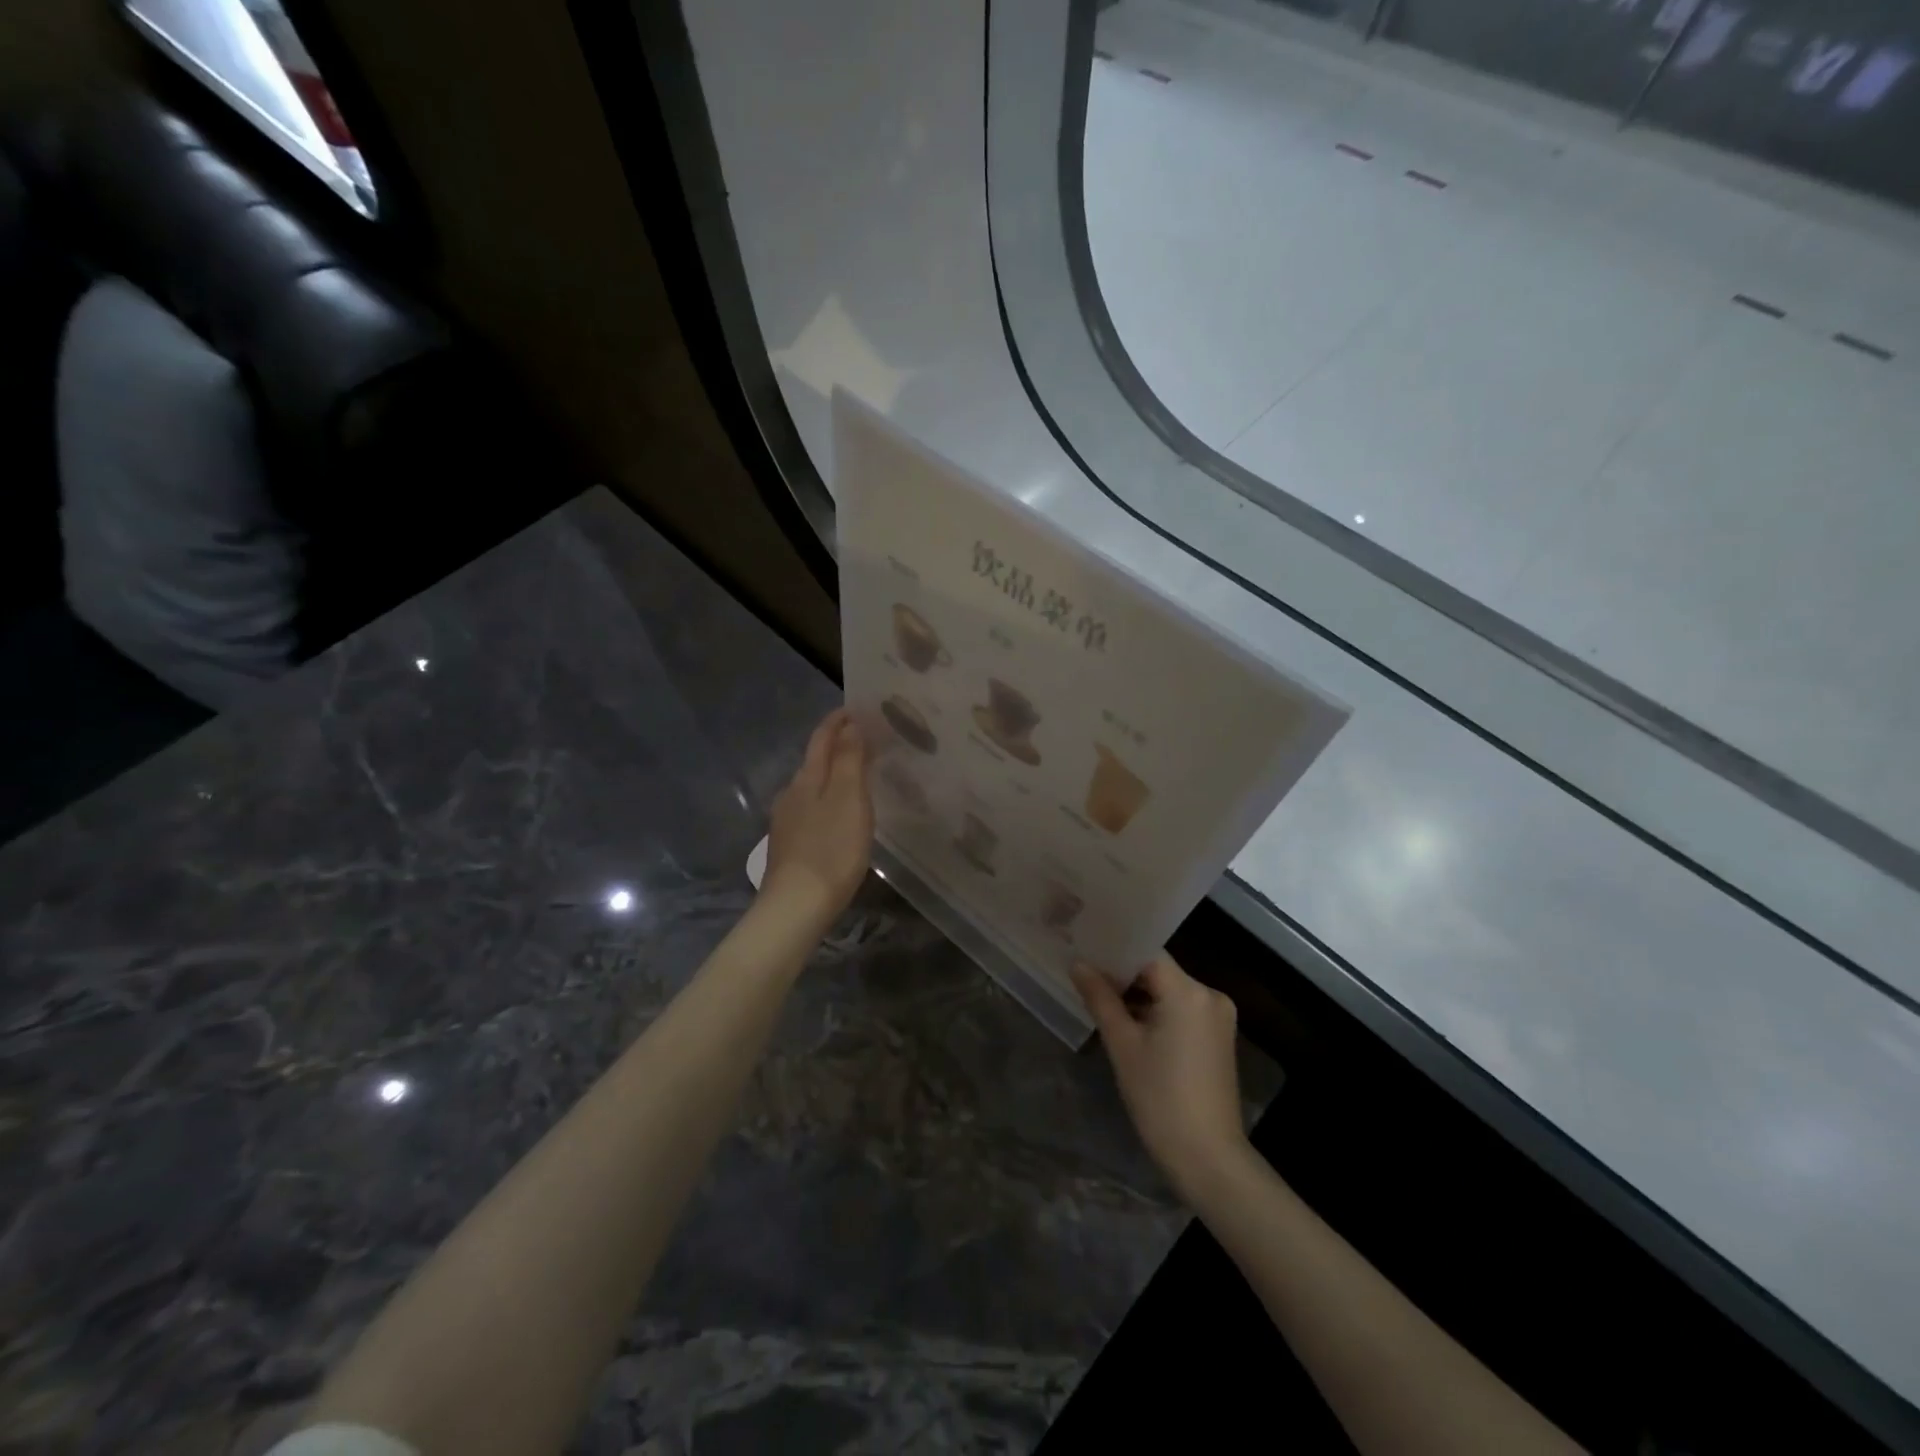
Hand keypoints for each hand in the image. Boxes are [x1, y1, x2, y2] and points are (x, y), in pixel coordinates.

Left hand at [761, 709, 873, 929]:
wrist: (796, 906)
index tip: (857, 708)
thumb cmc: (831, 849)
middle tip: (867, 740)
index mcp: (808, 778)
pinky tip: (839, 815)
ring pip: (812, 786)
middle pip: (815, 760)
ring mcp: (787, 821)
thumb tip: (850, 724)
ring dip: (834, 775)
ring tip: (859, 776)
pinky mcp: (789, 845)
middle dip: (838, 746)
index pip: (821, 738)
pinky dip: (828, 800)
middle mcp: (792, 793)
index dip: (838, 721)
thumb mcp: (849, 799)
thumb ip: (850, 760)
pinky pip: (811, 809)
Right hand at [1072, 952, 1250, 1205]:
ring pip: (1169, 990)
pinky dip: (1156, 1011)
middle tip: (1085, 974)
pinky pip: (1181, 1008)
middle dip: (1123, 974)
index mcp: (1188, 991)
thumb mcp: (1122, 1045)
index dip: (1115, 950)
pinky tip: (1129, 1022)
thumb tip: (1079, 964)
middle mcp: (1210, 995)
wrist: (1208, 1158)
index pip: (1146, 952)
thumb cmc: (1160, 1098)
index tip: (1084, 949)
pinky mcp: (1218, 1037)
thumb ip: (1100, 998)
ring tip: (1099, 997)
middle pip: (1158, 970)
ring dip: (1139, 994)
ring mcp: (1218, 1016)